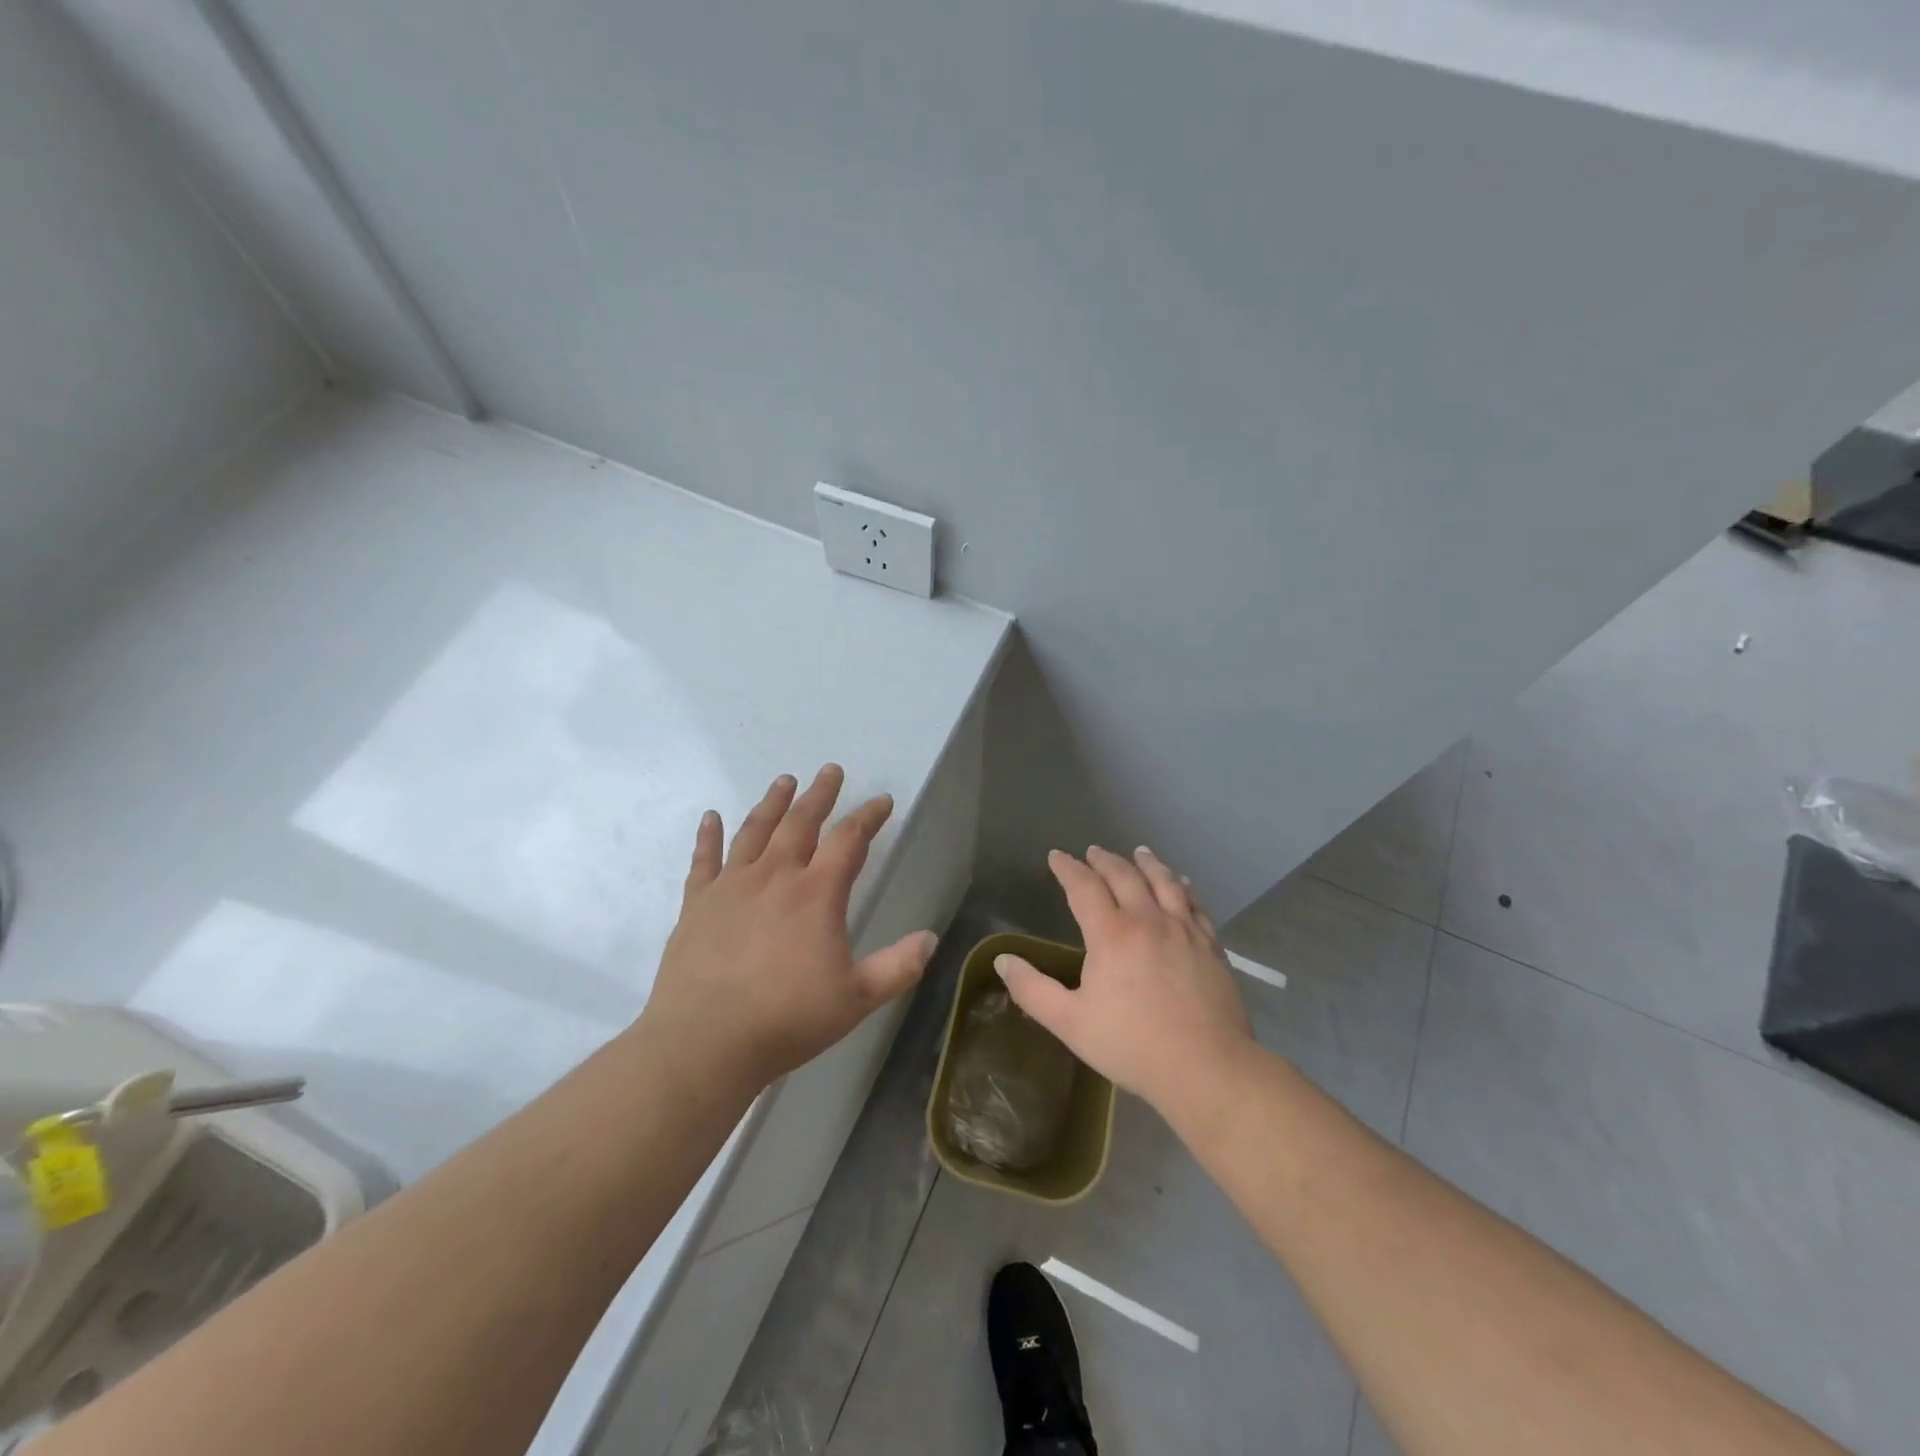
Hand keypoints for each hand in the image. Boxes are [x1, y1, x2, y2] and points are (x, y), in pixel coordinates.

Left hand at [639, 764, 938, 1093]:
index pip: (849, 841)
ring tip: (784, 781)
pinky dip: (708, 836)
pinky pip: (704, 860)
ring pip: (755, 831)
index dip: (869, 817)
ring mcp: (731, 886)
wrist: (705, 1042)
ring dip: (772, 803)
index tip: (883, 800)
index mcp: (816, 894)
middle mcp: (775, 877)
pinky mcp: (697, 903)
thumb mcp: (856, 999)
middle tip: (830, 771)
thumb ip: (897, 967)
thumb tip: (930, 939)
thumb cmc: (787, 1020)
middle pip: (800, 822)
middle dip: (819, 794)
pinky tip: (711, 816)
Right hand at [995, 845, 1252, 1112]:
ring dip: (1148, 863)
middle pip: (1125, 876)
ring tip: (1139, 852)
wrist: (1206, 1068)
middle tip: (1093, 851)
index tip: (1056, 856)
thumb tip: (1002, 960)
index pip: (1084, 887)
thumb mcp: (1070, 1023)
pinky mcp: (1211, 946)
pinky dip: (1184, 888)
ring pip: (1164, 882)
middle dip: (1105, 860)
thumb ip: (1032, 989)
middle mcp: (1148, 920)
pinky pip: (1195, 905)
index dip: (1067, 868)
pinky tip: (1183, 885)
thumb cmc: (1132, 1045)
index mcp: (1111, 934)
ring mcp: (1184, 930)